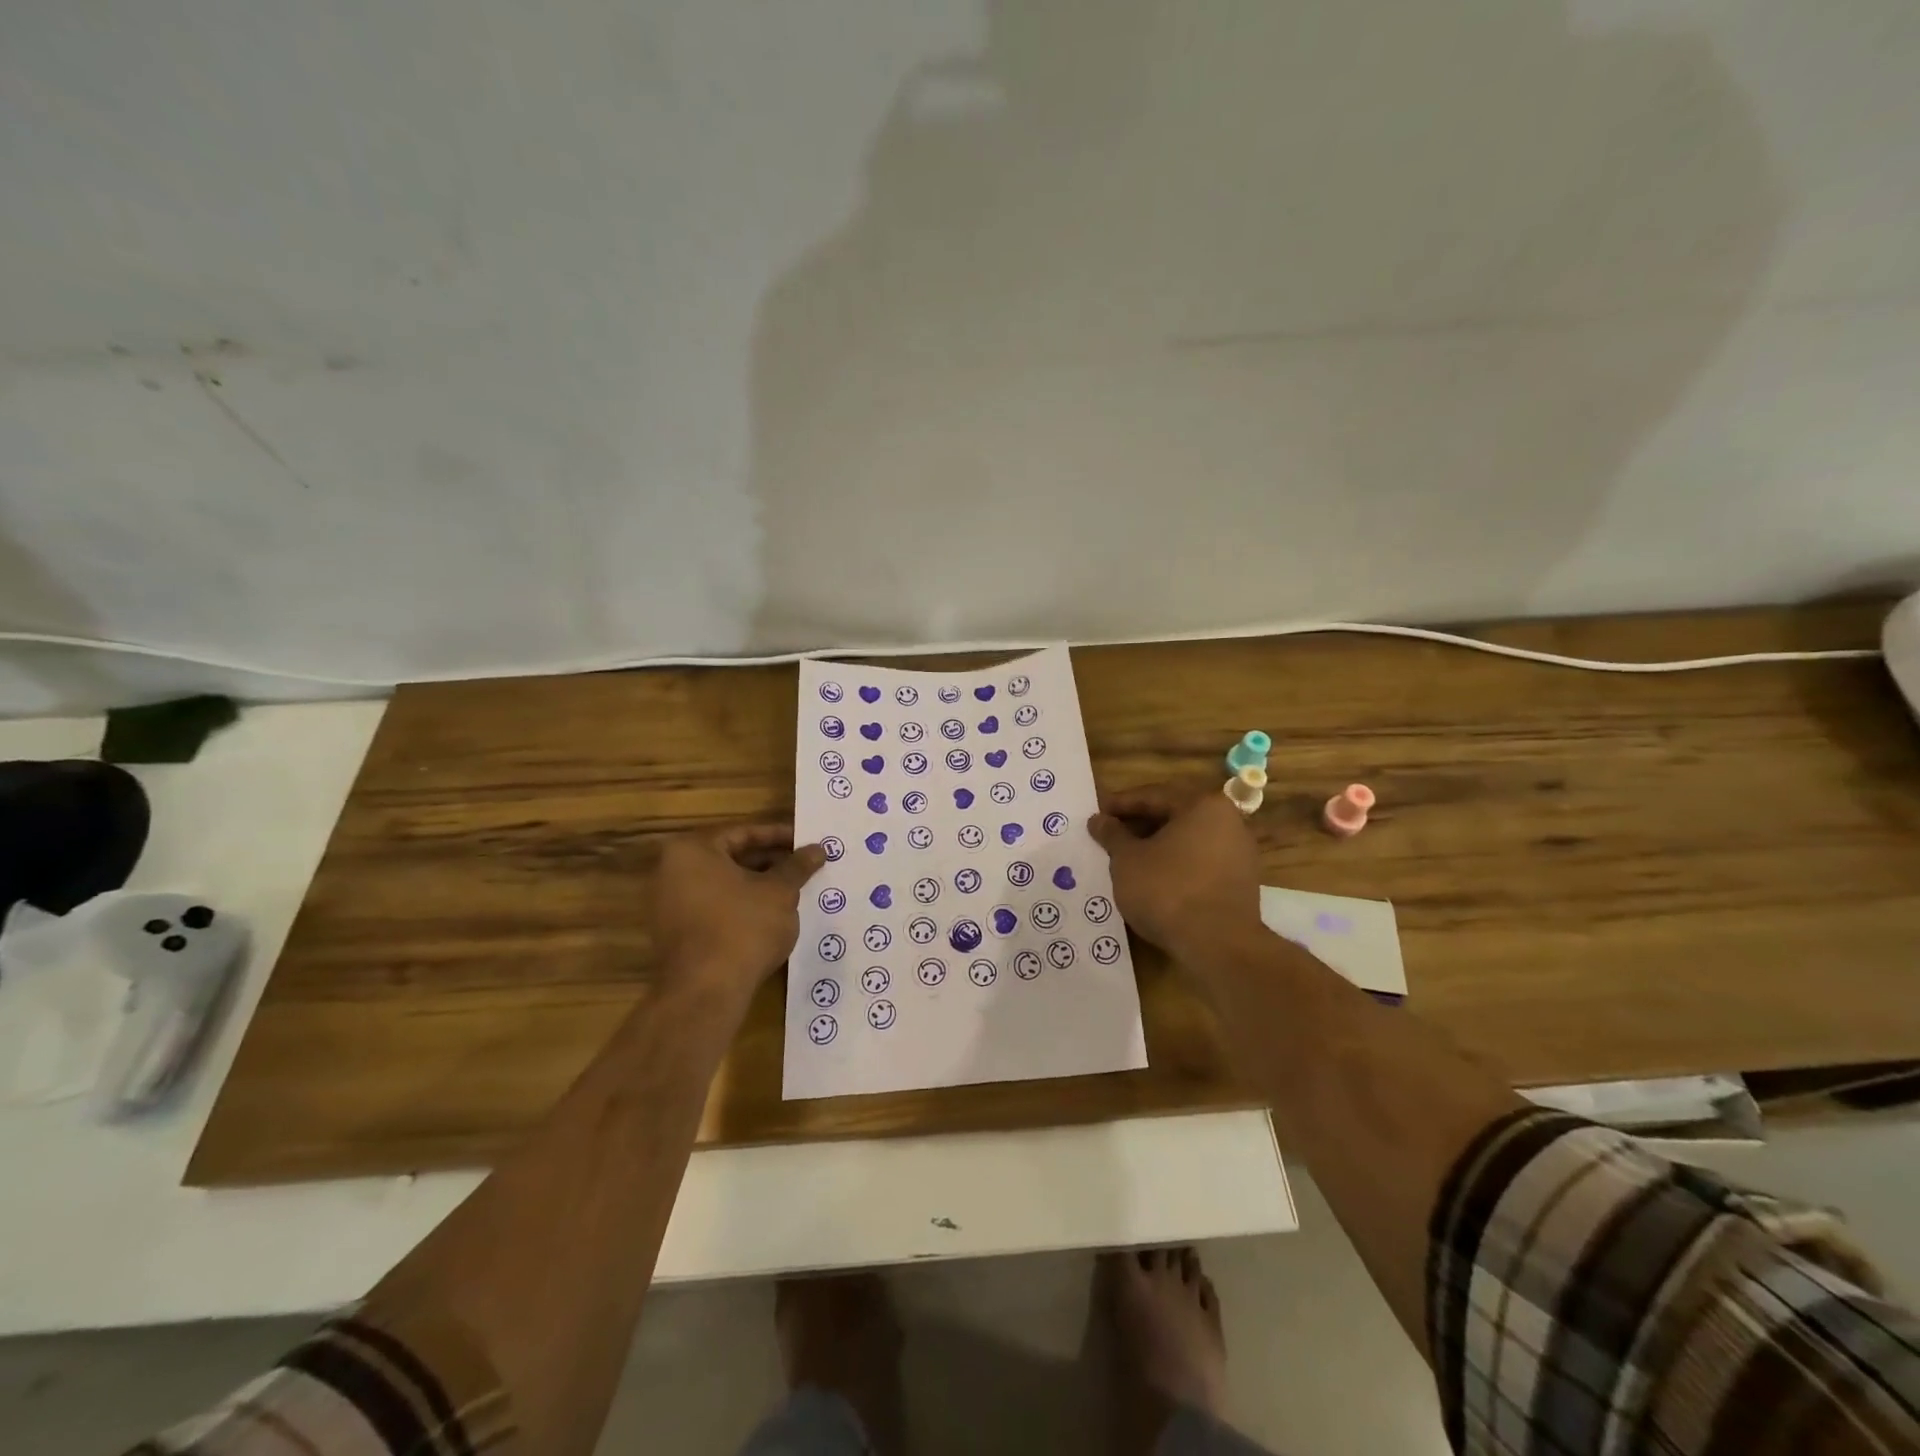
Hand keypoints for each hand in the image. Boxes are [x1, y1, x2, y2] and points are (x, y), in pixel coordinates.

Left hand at [649, 825, 826, 1000]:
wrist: (706, 992)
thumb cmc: (743, 927)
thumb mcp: (780, 892)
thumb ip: (797, 866)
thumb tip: (818, 849)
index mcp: (692, 851)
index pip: (743, 833)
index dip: (779, 836)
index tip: (805, 842)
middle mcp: (671, 871)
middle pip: (730, 857)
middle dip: (770, 862)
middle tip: (803, 867)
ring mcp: (669, 905)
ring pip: (724, 885)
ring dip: (758, 886)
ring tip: (794, 891)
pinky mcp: (675, 934)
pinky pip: (715, 908)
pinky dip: (742, 907)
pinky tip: (771, 917)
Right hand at [1089, 786, 1263, 959]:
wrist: (1218, 945)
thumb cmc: (1167, 890)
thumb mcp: (1127, 860)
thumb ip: (1112, 835)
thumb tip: (1099, 820)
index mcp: (1203, 805)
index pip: (1154, 796)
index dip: (1121, 804)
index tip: (1097, 814)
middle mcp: (1229, 821)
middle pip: (1175, 815)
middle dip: (1140, 824)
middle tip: (1110, 835)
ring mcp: (1239, 853)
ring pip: (1188, 841)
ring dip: (1157, 846)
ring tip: (1127, 858)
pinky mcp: (1241, 882)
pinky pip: (1200, 862)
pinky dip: (1175, 865)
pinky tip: (1153, 879)